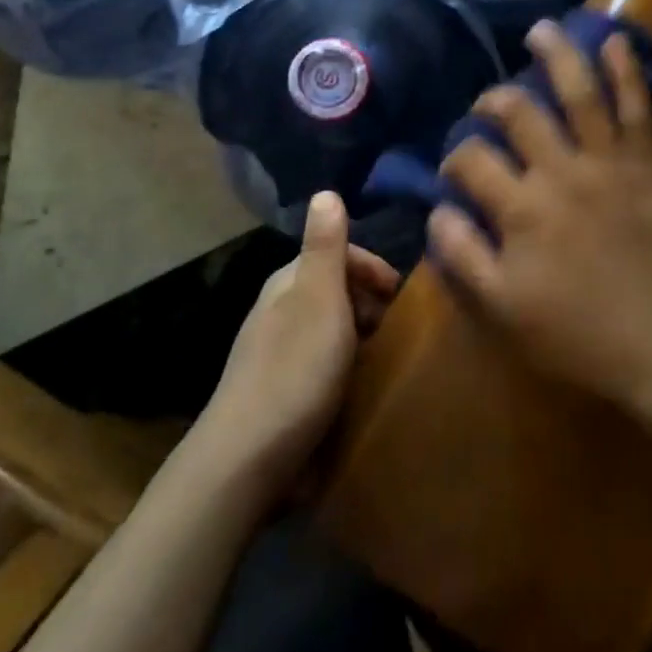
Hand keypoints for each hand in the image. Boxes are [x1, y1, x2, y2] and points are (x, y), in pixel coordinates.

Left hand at [198, 193, 401, 501]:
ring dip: (363, 338)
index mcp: (288, 283)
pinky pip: (326, 366)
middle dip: (372, 303)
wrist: (247, 461)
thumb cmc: (295, 370)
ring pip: (333, 330)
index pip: (337, 253)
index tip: (404, 295)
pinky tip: (362, 389)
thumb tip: (325, 191)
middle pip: (337, 291)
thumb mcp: (320, 298)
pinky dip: (349, 369)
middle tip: (402, 330)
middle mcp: (280, 311)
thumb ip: (326, 246)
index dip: (374, 268)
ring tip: (390, 359)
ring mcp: (278, 354)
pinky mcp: (282, 394)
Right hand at [427, 22, 651, 420]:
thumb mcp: (502, 308)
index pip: (472, 159)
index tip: (457, 170)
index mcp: (520, 207)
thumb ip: (463, 255)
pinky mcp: (648, 162)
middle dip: (495, 101)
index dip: (455, 157)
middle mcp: (560, 170)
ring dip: (557, 55)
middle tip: (489, 103)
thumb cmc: (578, 333)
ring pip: (577, 92)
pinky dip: (626, 70)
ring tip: (540, 30)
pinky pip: (637, 106)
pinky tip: (614, 40)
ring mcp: (608, 161)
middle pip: (517, 113)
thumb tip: (437, 208)